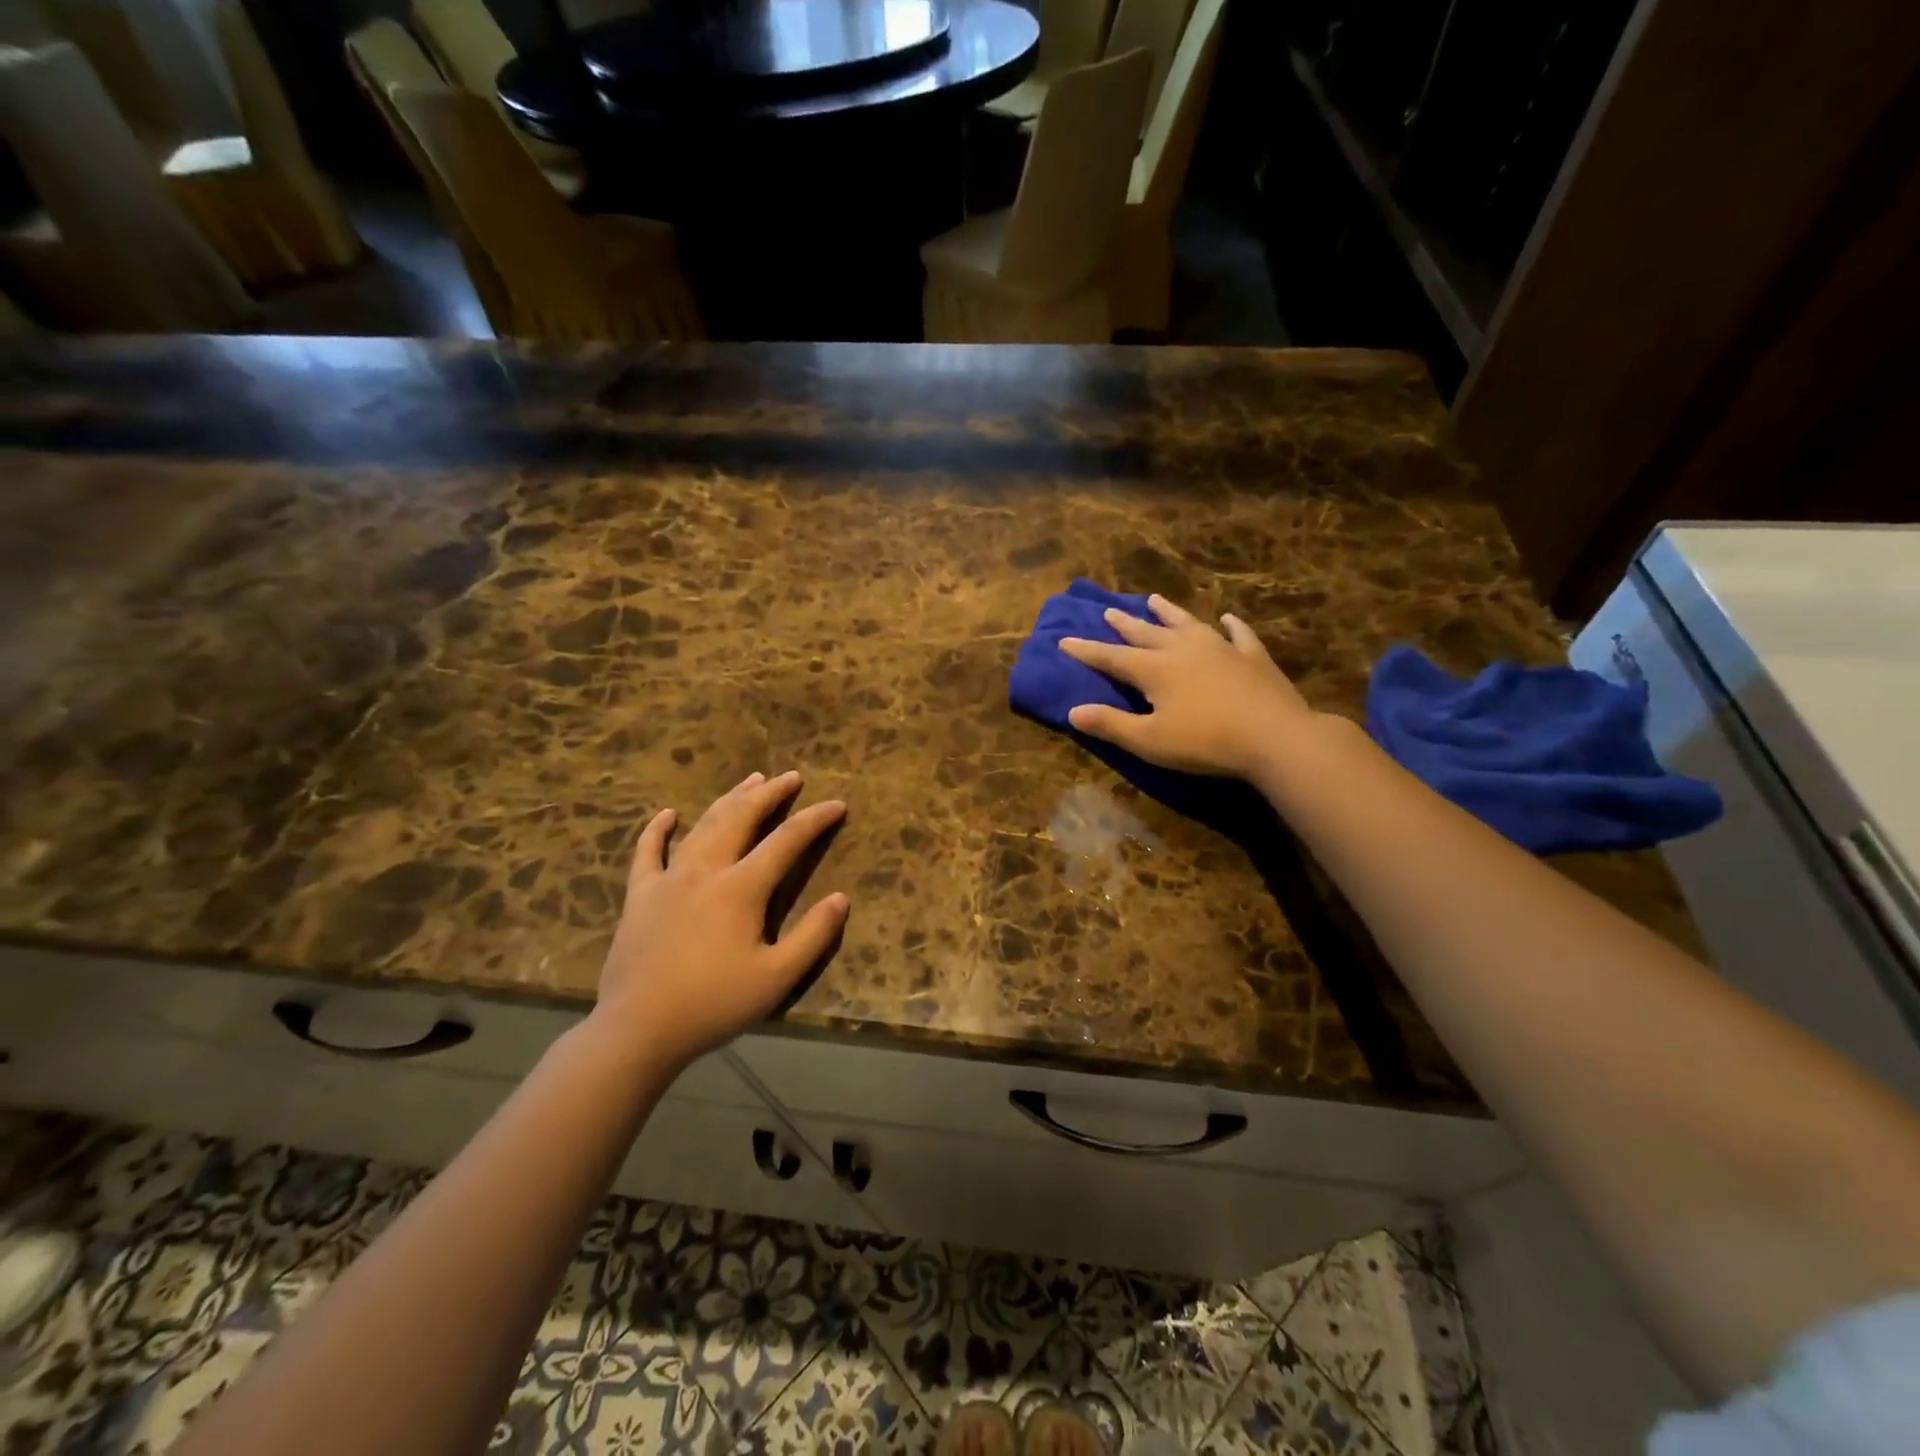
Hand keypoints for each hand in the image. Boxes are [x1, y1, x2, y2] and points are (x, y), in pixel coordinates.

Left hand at [592, 771, 848, 1070]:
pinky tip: (667, 814)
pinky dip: (657, 829)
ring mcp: (667, 879)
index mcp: (741, 889)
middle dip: (769, 794)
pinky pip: (647, 852)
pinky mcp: (640, 895)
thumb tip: (841, 898)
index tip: (836, 804)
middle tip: (791, 777)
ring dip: (730, 799)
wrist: (638, 1030)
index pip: (786, 841)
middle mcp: (705, 871)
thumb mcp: (777, 978)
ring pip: (703, 826)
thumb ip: (813, 936)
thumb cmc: (713, 1004)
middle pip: (741, 819)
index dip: (814, 819)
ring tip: (751, 780)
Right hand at [1061, 594, 1321, 778]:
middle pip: (1147, 633)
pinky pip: (1239, 634)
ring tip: (1155, 599)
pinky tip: (1228, 619)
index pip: (1111, 657)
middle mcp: (1183, 650)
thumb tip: (1072, 712)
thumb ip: (1110, 725)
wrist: (1273, 736)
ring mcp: (1221, 648)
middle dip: (1124, 624)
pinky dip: (1231, 626)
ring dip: (1169, 613)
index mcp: (1155, 669)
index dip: (1086, 650)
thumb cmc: (1204, 742)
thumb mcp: (1149, 741)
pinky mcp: (1253, 657)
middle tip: (1108, 611)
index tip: (1064, 640)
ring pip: (1188, 624)